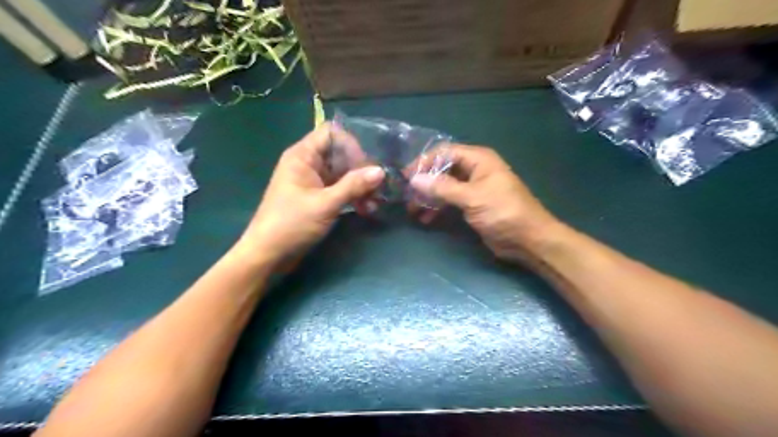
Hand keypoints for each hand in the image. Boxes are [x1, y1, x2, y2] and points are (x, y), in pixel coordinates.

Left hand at [235, 121, 382, 265]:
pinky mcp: (317, 198)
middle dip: (361, 168)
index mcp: (303, 156)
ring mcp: (313, 182)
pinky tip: (367, 208)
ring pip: (342, 174)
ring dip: (360, 185)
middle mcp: (308, 164)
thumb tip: (380, 171)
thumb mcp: (325, 204)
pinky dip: (353, 196)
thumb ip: (353, 186)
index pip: (331, 133)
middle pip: (340, 154)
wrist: (268, 255)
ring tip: (376, 200)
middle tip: (379, 184)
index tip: (367, 164)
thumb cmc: (291, 224)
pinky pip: (339, 189)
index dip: (351, 144)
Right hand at [409, 144, 555, 260]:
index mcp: (478, 159)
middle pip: (443, 170)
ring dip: (429, 197)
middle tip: (407, 196)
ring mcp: (473, 188)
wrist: (528, 239)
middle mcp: (475, 170)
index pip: (445, 153)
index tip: (406, 176)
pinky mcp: (472, 205)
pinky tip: (427, 218)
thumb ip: (442, 187)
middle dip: (425, 182)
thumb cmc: (503, 212)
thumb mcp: (472, 197)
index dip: (425, 162)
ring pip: (445, 187)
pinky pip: (450, 201)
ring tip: (413, 210)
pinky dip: (438, 208)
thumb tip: (414, 179)